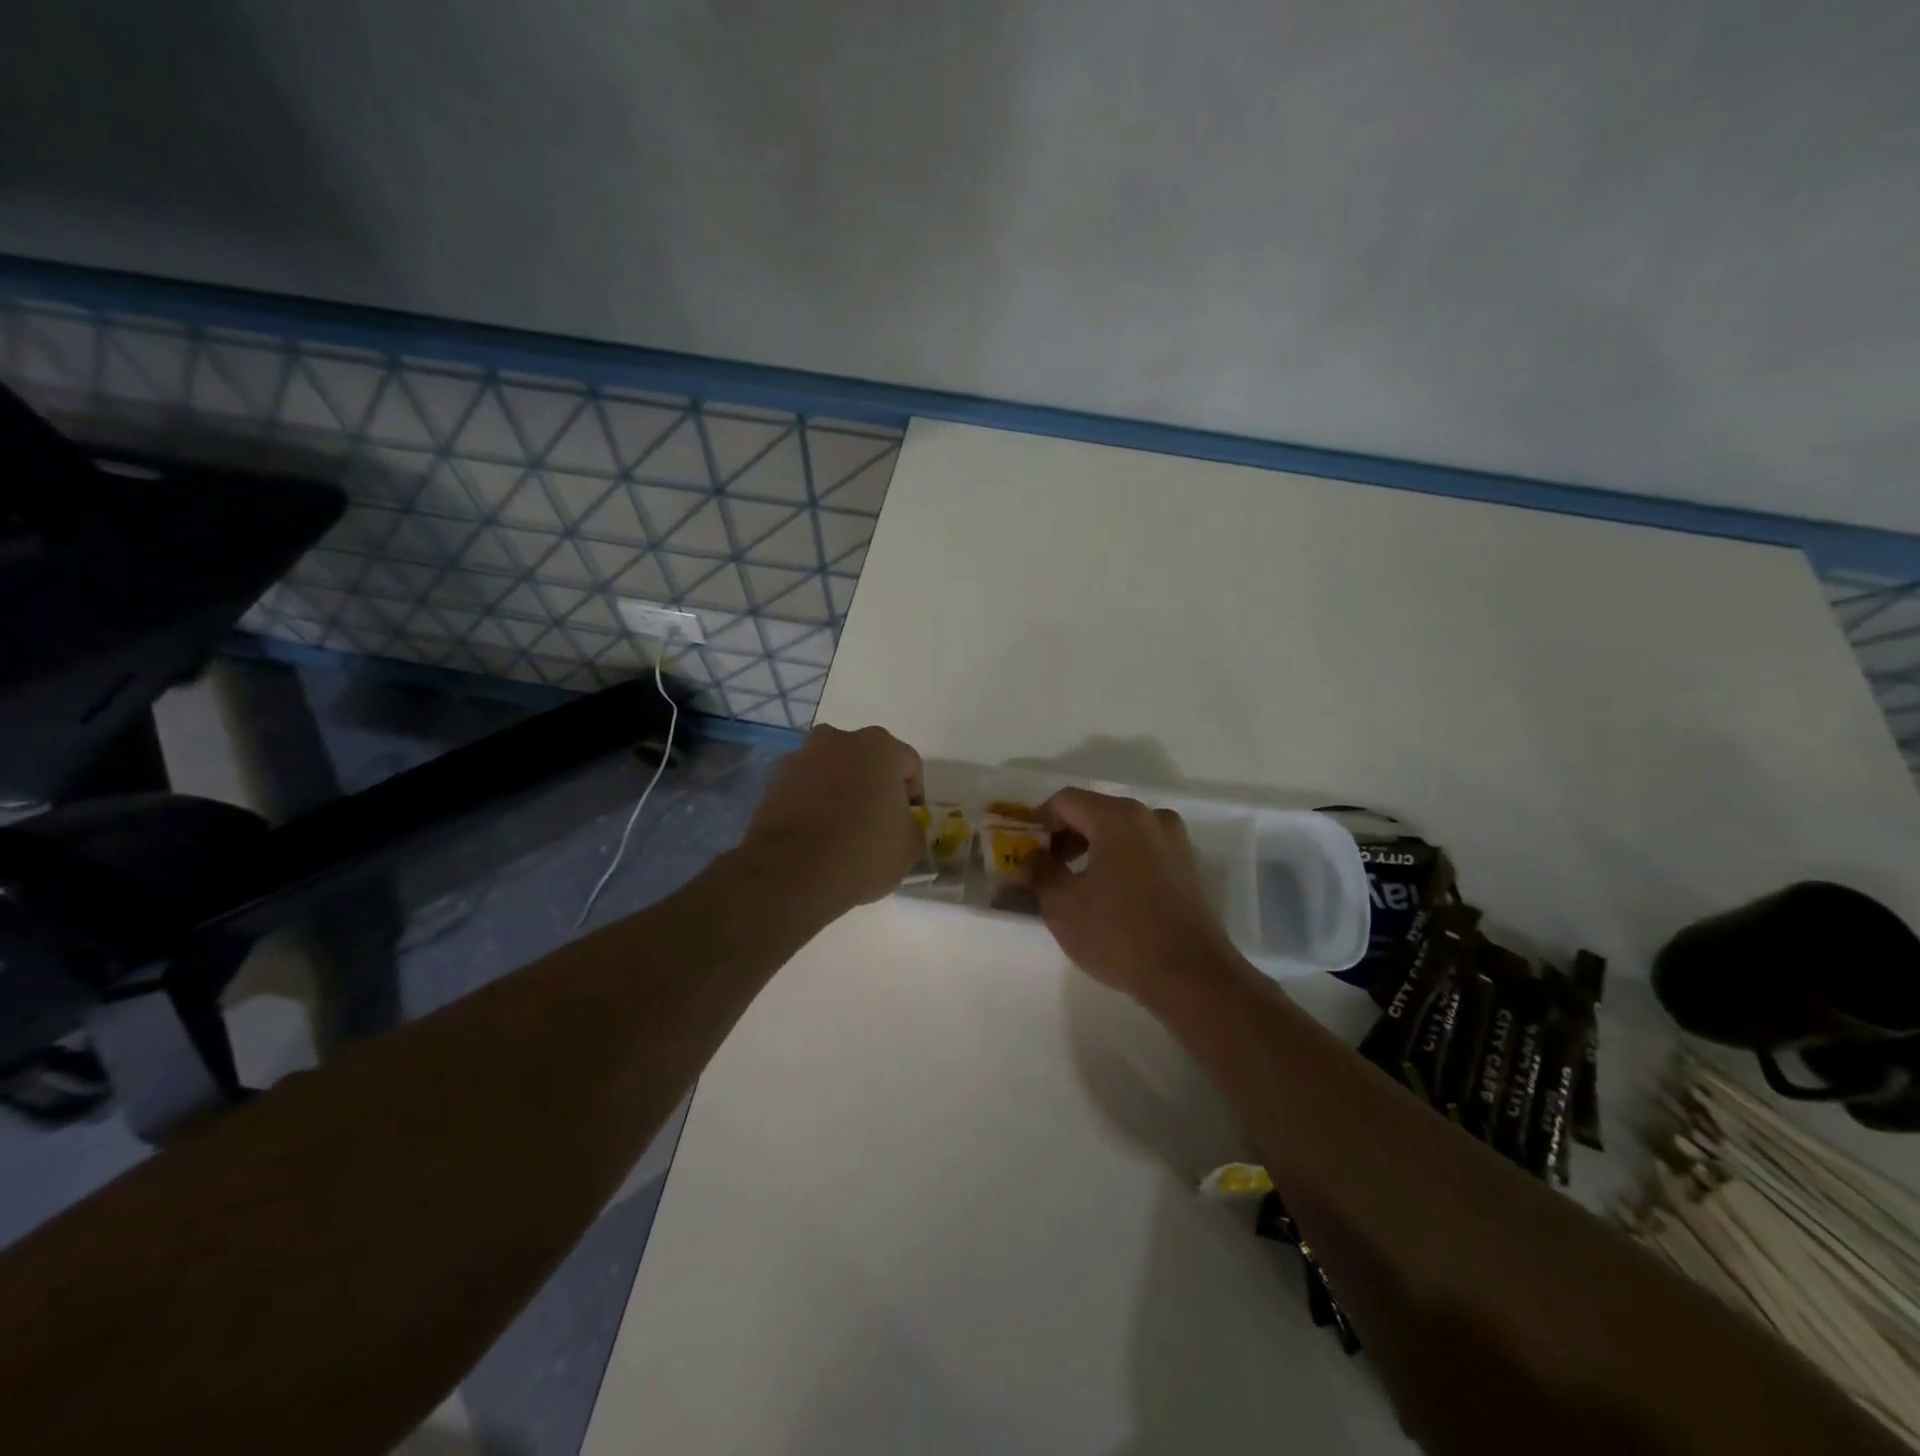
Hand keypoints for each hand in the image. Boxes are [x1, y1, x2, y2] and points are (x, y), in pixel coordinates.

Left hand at [740, 724, 925, 914]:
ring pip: (833, 771)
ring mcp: (801, 757)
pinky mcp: (773, 781)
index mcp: (880, 746)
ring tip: (842, 829)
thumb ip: (912, 828)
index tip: (908, 824)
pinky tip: (816, 834)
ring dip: (841, 791)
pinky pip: (804, 787)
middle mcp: (838, 740)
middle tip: (877, 822)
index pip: (909, 766)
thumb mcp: (909, 847)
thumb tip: (902, 828)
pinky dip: (813, 803)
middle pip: (867, 761)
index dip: (913, 796)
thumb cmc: (863, 850)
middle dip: (874, 786)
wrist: (792, 872)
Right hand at [1032, 788, 1244, 1003]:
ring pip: (1122, 832)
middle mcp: (1151, 818)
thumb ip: (1040, 872)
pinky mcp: (1189, 869)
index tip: (1027, 851)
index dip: (1040, 821)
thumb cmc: (1118, 933)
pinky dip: (1120, 863)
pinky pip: (1143, 852)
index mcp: (1118, 817)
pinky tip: (1110, 896)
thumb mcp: (1062, 905)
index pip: (1066, 801)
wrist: (1190, 976)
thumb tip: (1032, 858)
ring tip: (1076, 885)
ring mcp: (1176, 842)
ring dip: (1093, 850)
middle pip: (1096, 812)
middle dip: (1067, 837)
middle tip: (1048, 869)